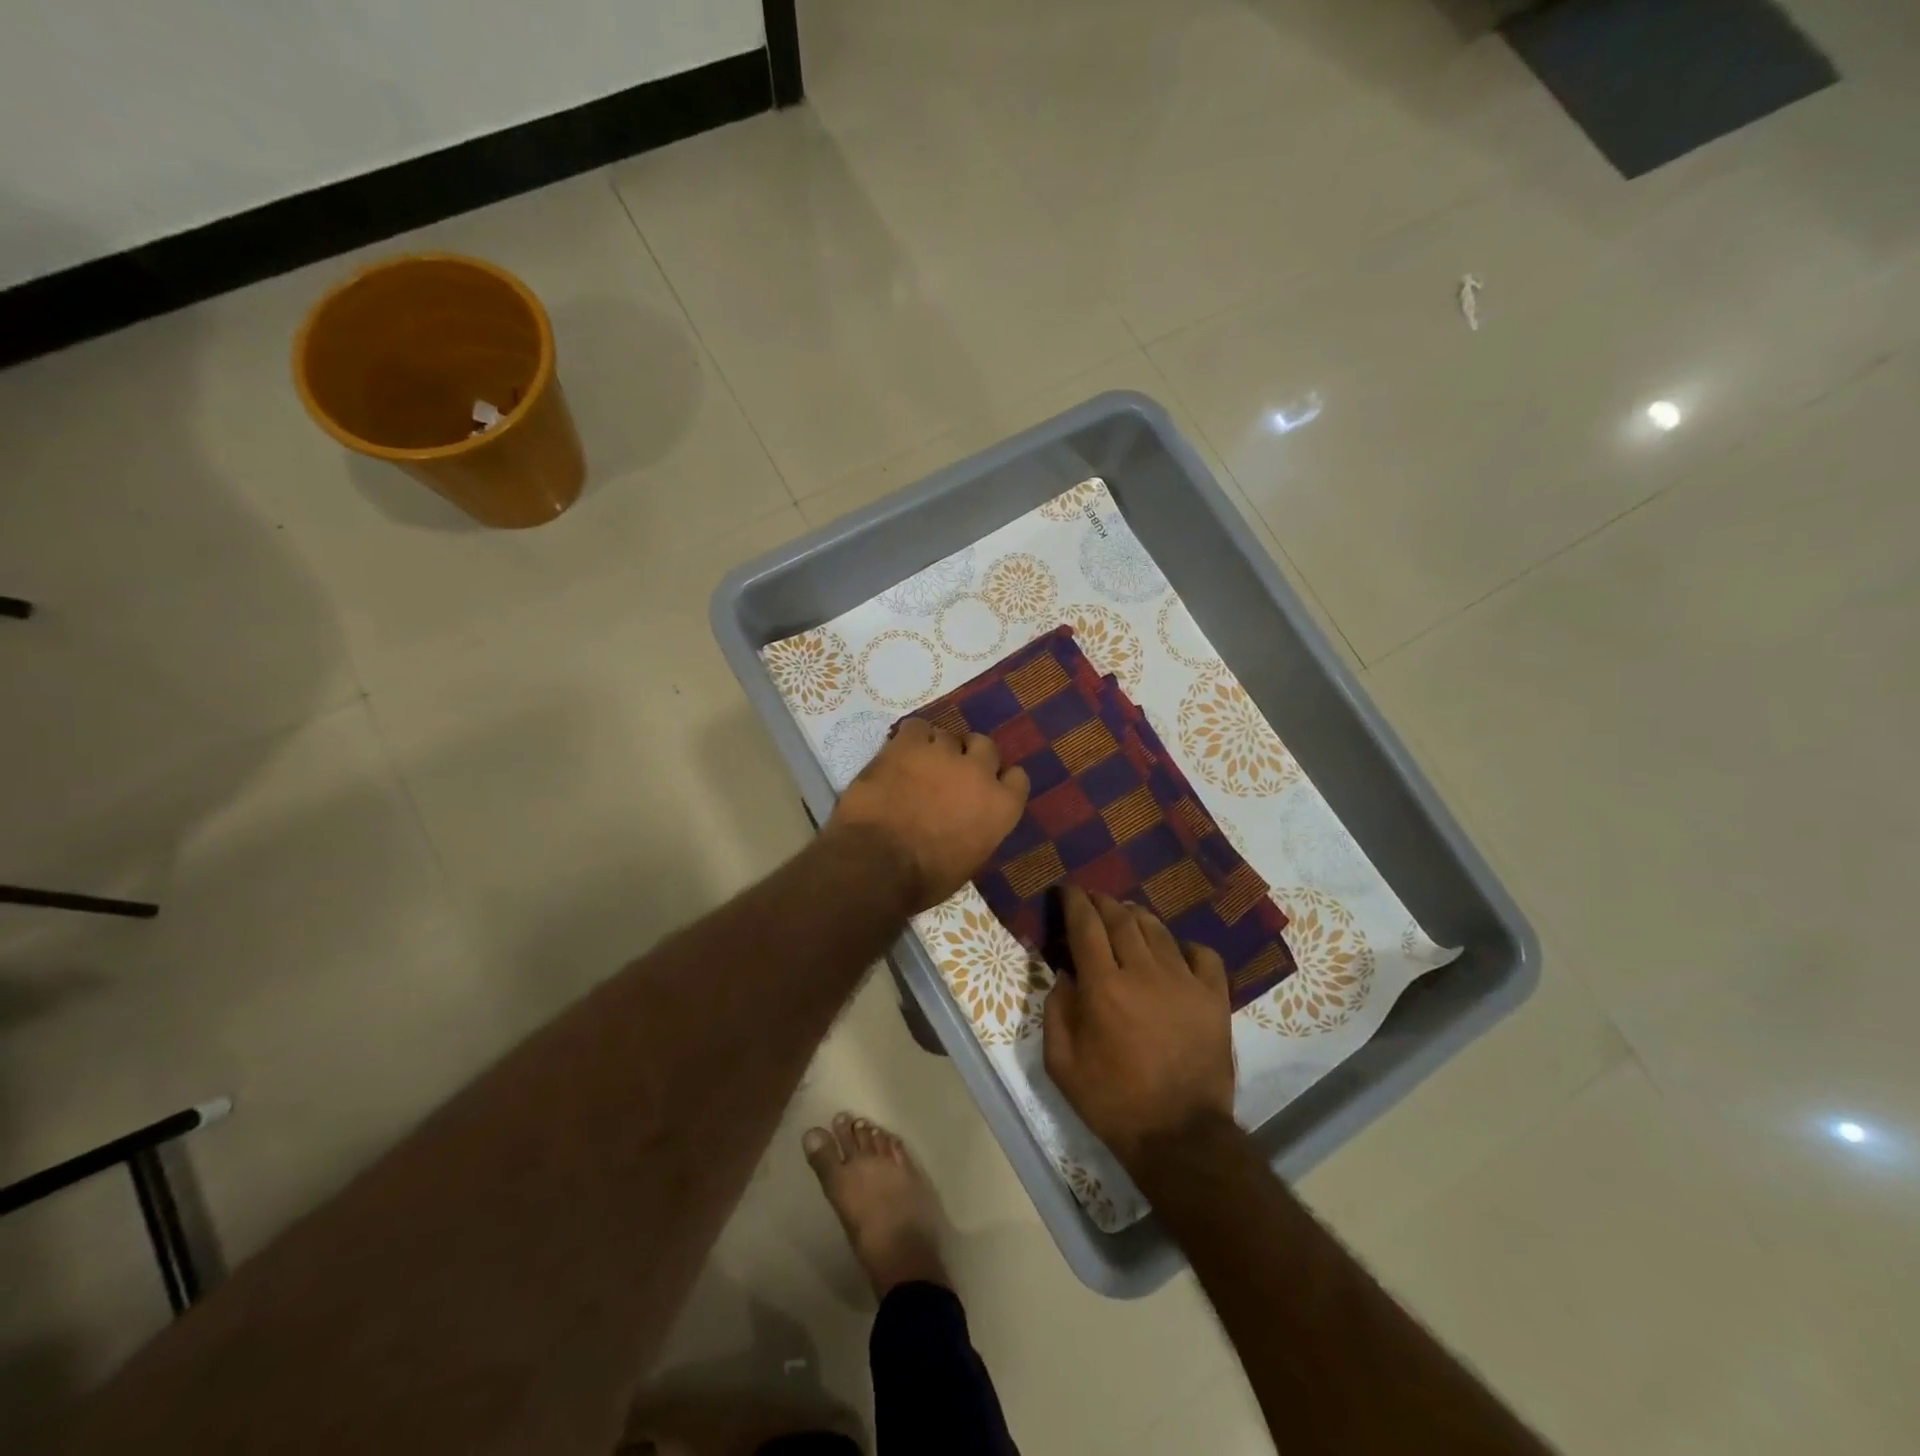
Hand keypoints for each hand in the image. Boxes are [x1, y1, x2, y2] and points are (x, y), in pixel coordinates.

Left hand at [827, 718, 1030, 913]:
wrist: (877, 863)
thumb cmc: (924, 878)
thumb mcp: (969, 861)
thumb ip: (979, 829)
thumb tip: (969, 819)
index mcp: (1002, 806)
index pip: (1016, 778)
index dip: (999, 780)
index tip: (984, 788)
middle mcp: (979, 772)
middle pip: (985, 746)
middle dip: (969, 757)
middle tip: (950, 773)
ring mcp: (943, 753)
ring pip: (948, 735)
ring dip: (937, 748)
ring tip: (919, 765)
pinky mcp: (908, 744)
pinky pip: (916, 726)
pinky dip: (910, 738)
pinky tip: (900, 752)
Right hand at [1043, 886, 1235, 1168]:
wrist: (1180, 1136)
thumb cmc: (1113, 1102)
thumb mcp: (1062, 1064)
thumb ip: (1057, 1010)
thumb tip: (1065, 974)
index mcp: (1103, 986)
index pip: (1086, 926)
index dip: (1075, 902)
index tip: (1068, 890)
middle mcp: (1143, 972)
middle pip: (1121, 919)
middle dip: (1103, 902)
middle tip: (1093, 898)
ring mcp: (1184, 981)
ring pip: (1158, 930)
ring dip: (1136, 916)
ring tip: (1126, 916)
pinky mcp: (1214, 997)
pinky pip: (1202, 954)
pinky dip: (1185, 945)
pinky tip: (1175, 953)